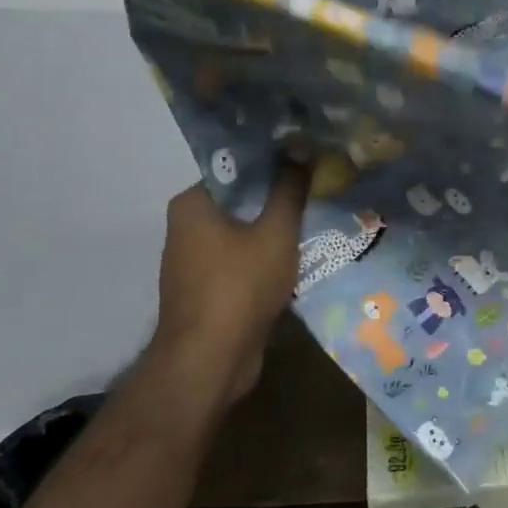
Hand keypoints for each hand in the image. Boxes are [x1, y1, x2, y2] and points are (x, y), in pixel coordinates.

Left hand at [147, 158, 310, 407]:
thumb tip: (300, 145)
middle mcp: (186, 227)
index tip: (309, 163)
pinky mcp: (207, 291)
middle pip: (242, 202)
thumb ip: (289, 189)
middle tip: (321, 191)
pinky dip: (267, 259)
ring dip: (276, 232)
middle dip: (280, 199)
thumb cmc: (239, 287)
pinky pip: (242, 262)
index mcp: (193, 204)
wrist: (209, 362)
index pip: (237, 169)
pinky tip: (301, 260)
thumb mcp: (276, 232)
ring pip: (245, 234)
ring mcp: (194, 262)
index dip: (275, 164)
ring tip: (318, 222)